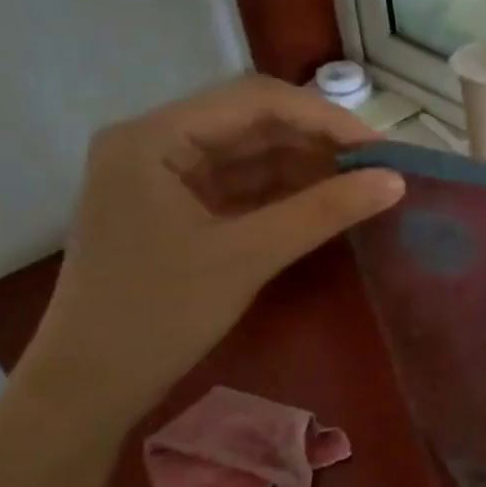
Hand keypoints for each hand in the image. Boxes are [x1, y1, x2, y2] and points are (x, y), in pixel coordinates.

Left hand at [14, 76, 403, 429]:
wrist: (91, 385)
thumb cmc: (159, 314)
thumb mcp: (247, 257)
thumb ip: (322, 212)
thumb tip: (394, 182)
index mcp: (153, 137)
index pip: (254, 101)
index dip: (325, 118)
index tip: (381, 150)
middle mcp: (153, 144)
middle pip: (250, 125)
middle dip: (317, 144)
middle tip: (377, 170)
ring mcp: (161, 180)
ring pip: (247, 157)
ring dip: (303, 169)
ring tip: (361, 187)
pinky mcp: (173, 213)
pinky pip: (237, 190)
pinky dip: (281, 196)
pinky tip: (323, 206)